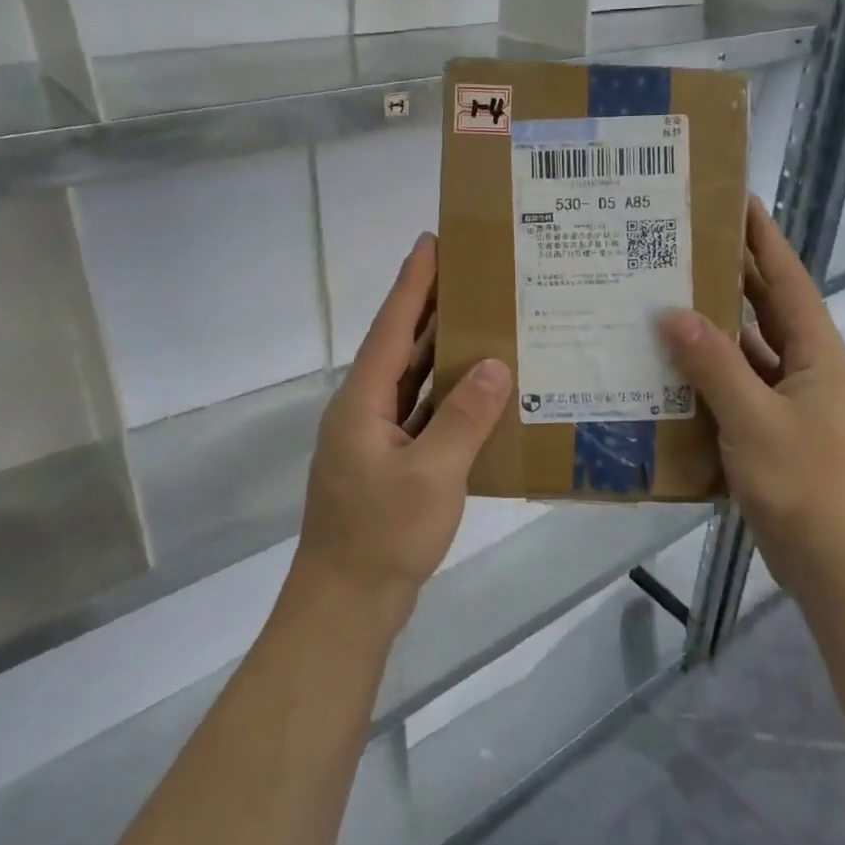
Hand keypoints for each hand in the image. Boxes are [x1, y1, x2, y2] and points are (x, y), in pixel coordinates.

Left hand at [295, 233, 511, 625]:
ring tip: (478, 317)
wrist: (347, 603)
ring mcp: (375, 439)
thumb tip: (498, 365)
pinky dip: (447, 396)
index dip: (413, 284)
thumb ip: (465, 417)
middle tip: (467, 270)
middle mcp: (364, 410)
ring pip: (412, 381)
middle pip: (400, 347)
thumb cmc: (383, 534)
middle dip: (429, 307)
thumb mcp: (433, 474)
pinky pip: (421, 415)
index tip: (431, 242)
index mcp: (363, 401)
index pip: (392, 328)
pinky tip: (478, 390)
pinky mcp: (390, 464)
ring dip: (440, 350)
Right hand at [657, 198, 844, 593]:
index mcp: (818, 355)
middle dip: (731, 281)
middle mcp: (810, 372)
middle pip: (767, 313)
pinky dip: (710, 383)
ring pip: (749, 356)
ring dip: (713, 335)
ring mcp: (794, 407)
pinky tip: (671, 377)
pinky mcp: (777, 438)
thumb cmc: (807, 485)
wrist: (843, 569)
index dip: (763, 239)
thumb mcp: (754, 420)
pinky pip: (739, 395)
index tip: (735, 201)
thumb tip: (673, 313)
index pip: (787, 281)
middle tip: (681, 251)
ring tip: (662, 307)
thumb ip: (713, 365)